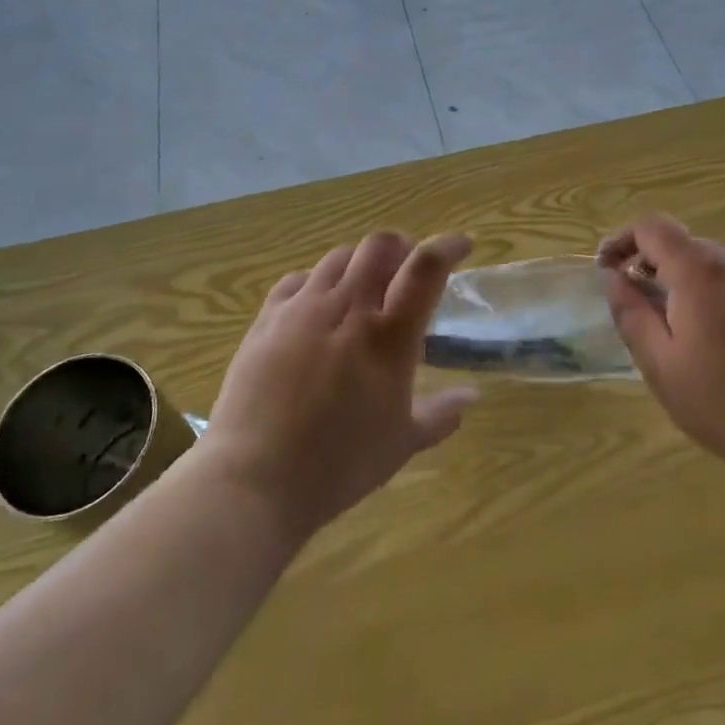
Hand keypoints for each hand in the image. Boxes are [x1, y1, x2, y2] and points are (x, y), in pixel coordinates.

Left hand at [200, 231, 477, 539]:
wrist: (253, 479)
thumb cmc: (338, 465)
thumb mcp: (401, 444)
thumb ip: (441, 414)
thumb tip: (472, 396)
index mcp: (389, 335)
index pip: (426, 266)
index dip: (449, 246)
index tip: (463, 245)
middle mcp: (348, 307)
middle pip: (380, 246)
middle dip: (401, 247)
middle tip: (407, 270)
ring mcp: (303, 307)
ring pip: (339, 256)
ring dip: (361, 262)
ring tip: (364, 288)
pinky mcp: (267, 318)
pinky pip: (298, 279)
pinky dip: (318, 281)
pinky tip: (318, 304)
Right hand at [598, 216, 724, 492]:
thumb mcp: (661, 365)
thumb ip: (630, 314)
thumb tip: (612, 278)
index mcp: (699, 271)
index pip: (651, 227)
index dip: (621, 239)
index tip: (604, 269)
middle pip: (680, 242)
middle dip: (648, 262)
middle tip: (632, 305)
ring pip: (707, 262)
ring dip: (677, 279)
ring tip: (669, 327)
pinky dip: (707, 293)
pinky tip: (711, 341)